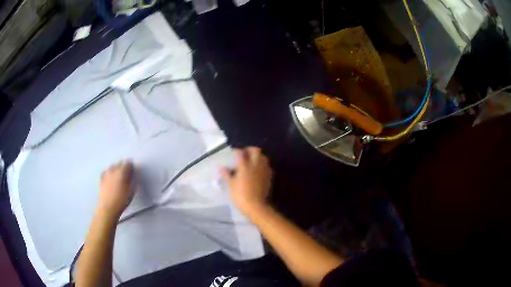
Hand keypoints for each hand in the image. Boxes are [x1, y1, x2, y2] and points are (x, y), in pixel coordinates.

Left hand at [98, 160, 133, 219]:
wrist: (108, 207)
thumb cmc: (122, 200)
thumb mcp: (131, 191)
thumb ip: (133, 180)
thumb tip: (133, 175)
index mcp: (122, 172)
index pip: (128, 163)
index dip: (131, 166)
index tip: (133, 171)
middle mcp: (113, 170)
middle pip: (119, 163)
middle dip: (123, 166)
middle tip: (127, 173)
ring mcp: (106, 174)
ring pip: (112, 166)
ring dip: (116, 168)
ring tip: (119, 175)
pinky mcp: (101, 179)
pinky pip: (106, 172)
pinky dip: (109, 173)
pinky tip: (110, 177)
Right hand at [221, 147, 272, 217]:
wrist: (256, 206)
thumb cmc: (240, 196)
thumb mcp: (231, 185)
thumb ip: (227, 174)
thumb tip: (222, 167)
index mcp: (244, 166)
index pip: (240, 153)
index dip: (236, 151)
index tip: (232, 153)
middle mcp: (255, 165)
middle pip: (255, 150)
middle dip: (249, 150)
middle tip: (244, 154)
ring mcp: (264, 170)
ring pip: (263, 157)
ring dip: (257, 156)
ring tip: (252, 161)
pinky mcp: (269, 176)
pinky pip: (267, 166)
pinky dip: (262, 165)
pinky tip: (258, 170)